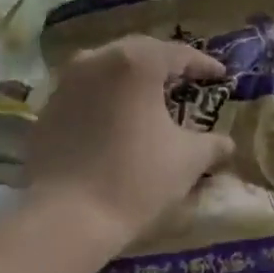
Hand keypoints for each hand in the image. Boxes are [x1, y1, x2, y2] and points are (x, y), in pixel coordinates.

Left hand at [23, 36, 233, 243]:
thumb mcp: (188, 160)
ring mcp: (67, 82)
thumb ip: (212, 144)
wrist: (65, 220)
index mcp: (137, 63)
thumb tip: (226, 144)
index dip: (204, 65)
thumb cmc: (135, 179)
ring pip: (108, 67)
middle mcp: (99, 59)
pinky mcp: (47, 109)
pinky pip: (85, 91)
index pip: (179, 54)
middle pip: (140, 52)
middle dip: (165, 65)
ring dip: (131, 78)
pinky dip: (105, 98)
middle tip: (186, 80)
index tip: (221, 76)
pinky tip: (115, 120)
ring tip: (149, 96)